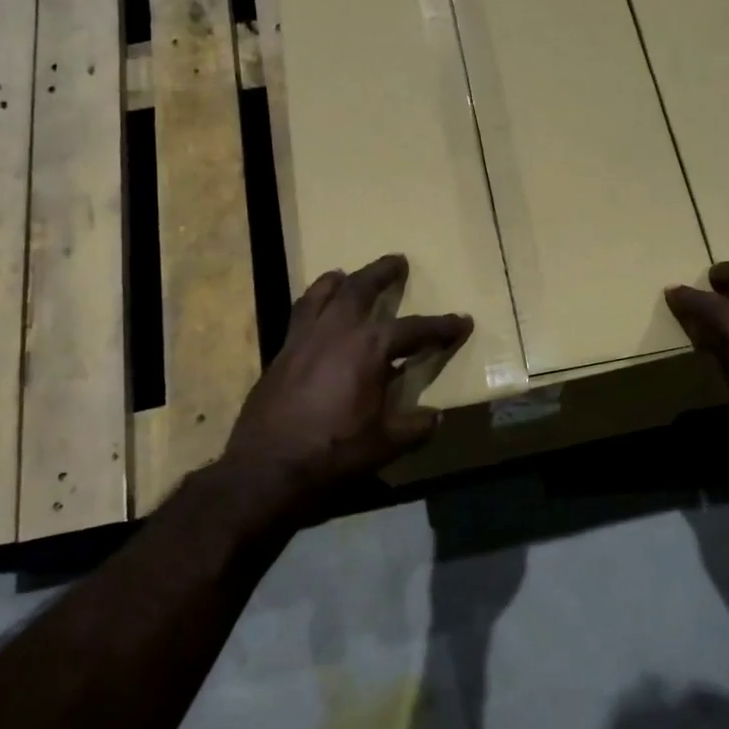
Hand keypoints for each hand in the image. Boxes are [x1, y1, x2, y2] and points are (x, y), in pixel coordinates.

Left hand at [221, 254, 471, 517]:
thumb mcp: (385, 444)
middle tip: (397, 261)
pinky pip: (299, 314)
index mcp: (369, 348)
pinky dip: (312, 303)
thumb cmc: (333, 453)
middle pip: (361, 289)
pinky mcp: (281, 353)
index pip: (414, 329)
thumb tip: (435, 417)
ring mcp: (304, 339)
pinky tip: (314, 313)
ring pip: (322, 294)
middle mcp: (336, 331)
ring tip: (345, 274)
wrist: (267, 468)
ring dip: (339, 281)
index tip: (461, 321)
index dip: (441, 326)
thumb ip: (415, 427)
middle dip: (382, 273)